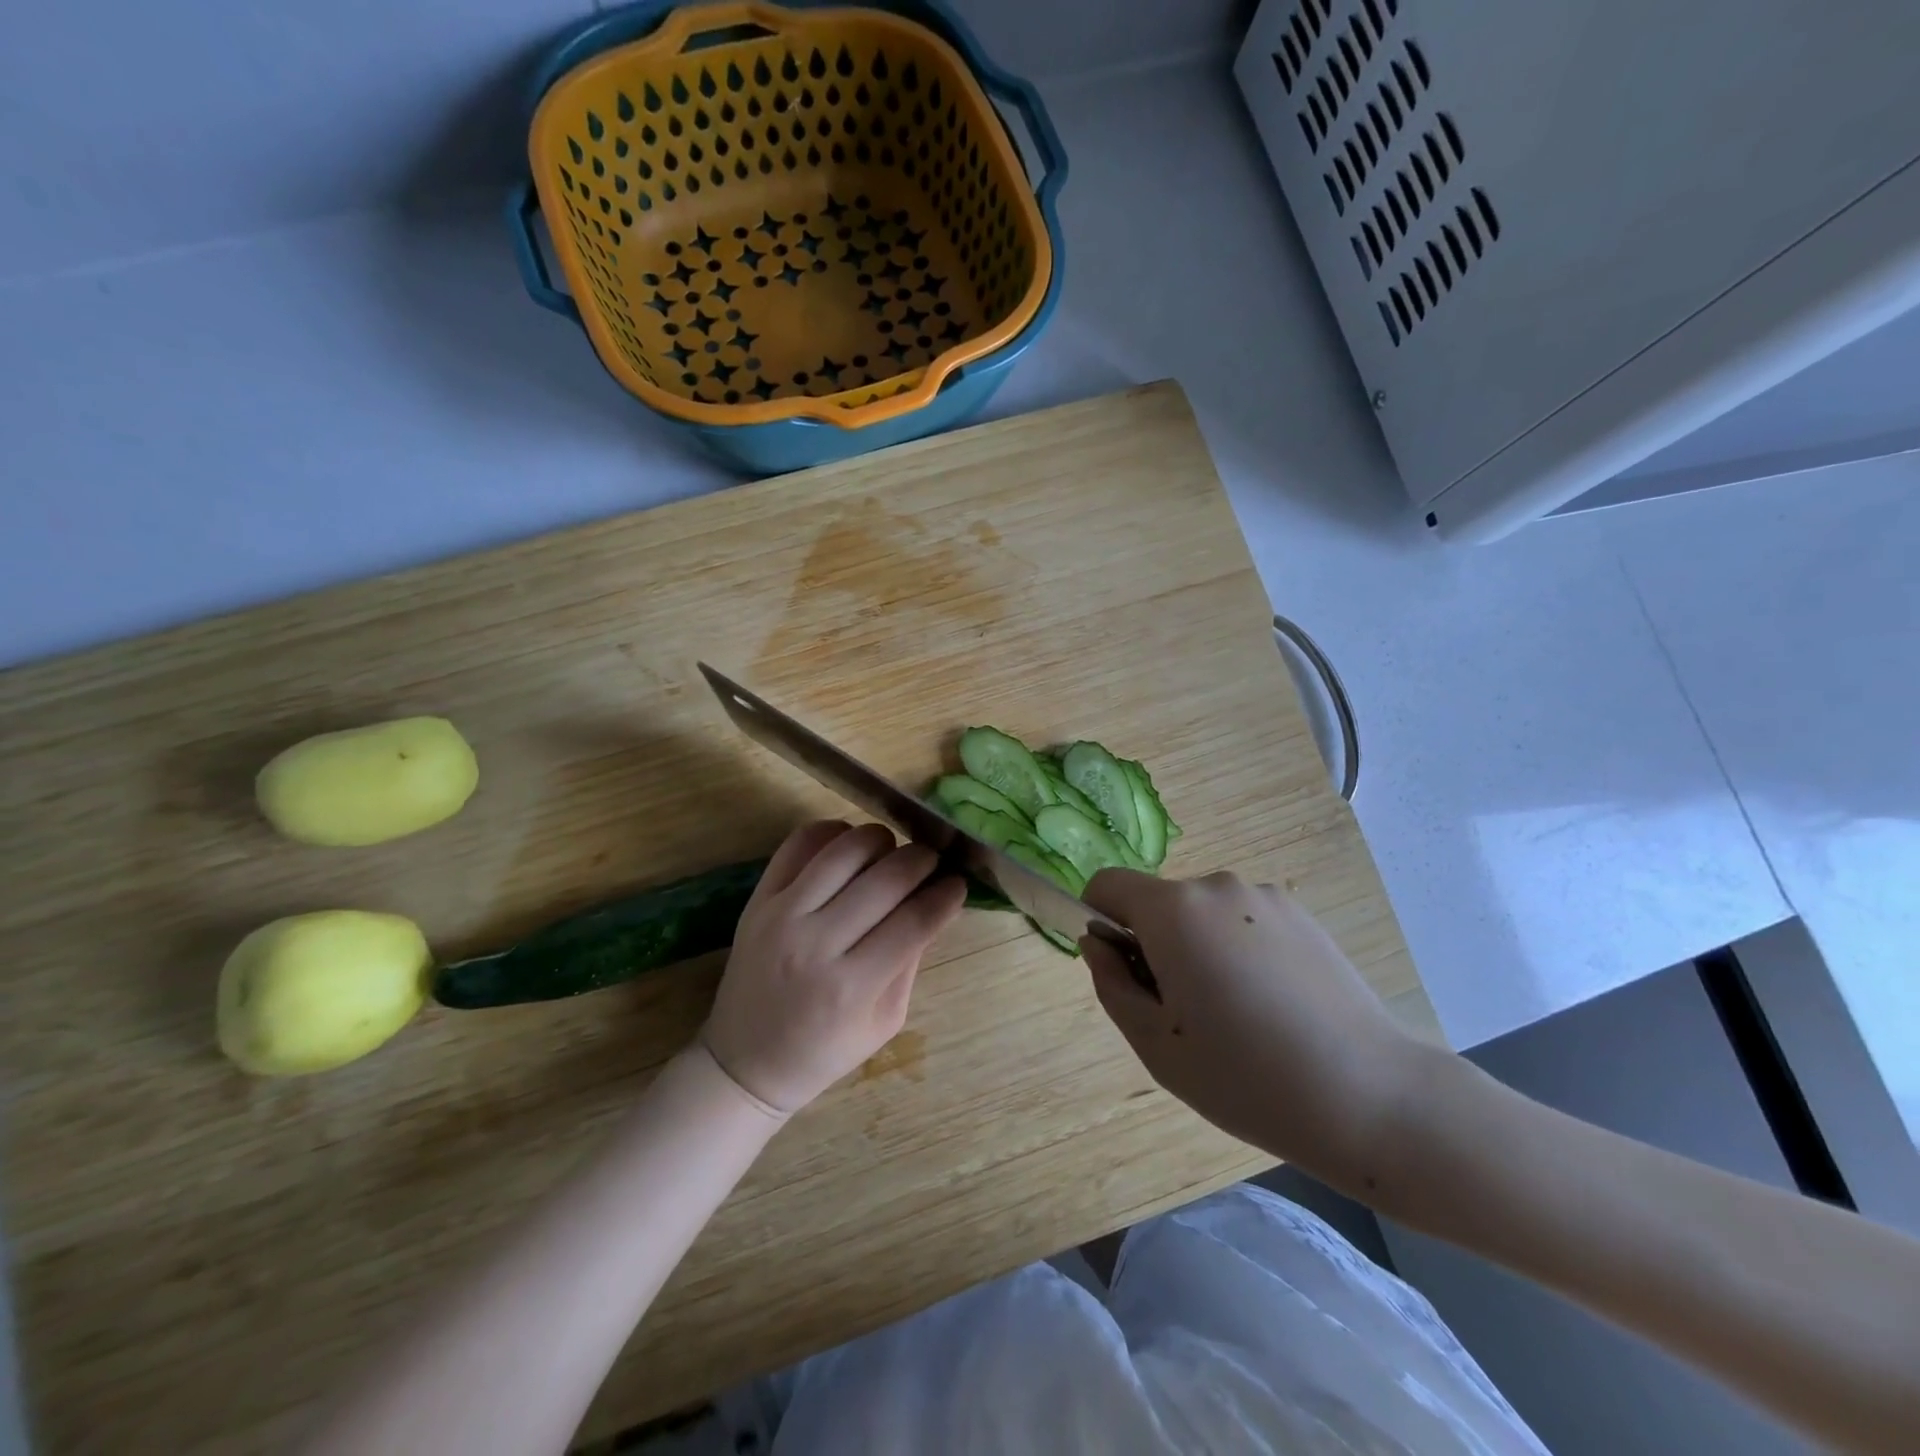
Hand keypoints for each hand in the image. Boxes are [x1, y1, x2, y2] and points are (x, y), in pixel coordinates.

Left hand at [703, 820, 965, 1114]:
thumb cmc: (823, 1051)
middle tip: (933, 862)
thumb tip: (937, 905)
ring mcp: (782, 915)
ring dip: (881, 841)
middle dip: (922, 860)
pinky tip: (849, 845)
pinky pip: (798, 844)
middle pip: (886, 878)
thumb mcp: (884, 1022)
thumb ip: (910, 962)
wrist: (744, 1062)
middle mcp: (816, 943)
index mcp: (852, 986)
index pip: (915, 921)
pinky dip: (831, 832)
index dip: (946, 896)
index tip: (958, 884)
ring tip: (892, 851)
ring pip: (845, 850)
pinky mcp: (758, 898)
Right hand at [1081, 869, 1433, 1192]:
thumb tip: (1098, 943)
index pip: (1108, 884)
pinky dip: (1239, 949)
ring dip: (1199, 947)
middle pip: (1159, 903)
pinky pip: (1243, 921)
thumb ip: (1110, 982)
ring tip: (1236, 1014)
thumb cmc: (1244, 1076)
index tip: (1123, 971)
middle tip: (1184, 1012)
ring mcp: (1264, 896)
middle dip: (1155, 943)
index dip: (1099, 920)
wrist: (1369, 1096)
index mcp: (1173, 910)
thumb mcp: (1153, 1043)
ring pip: (1202, 914)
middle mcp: (1216, 886)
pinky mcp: (1302, 914)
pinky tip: (1273, 1005)